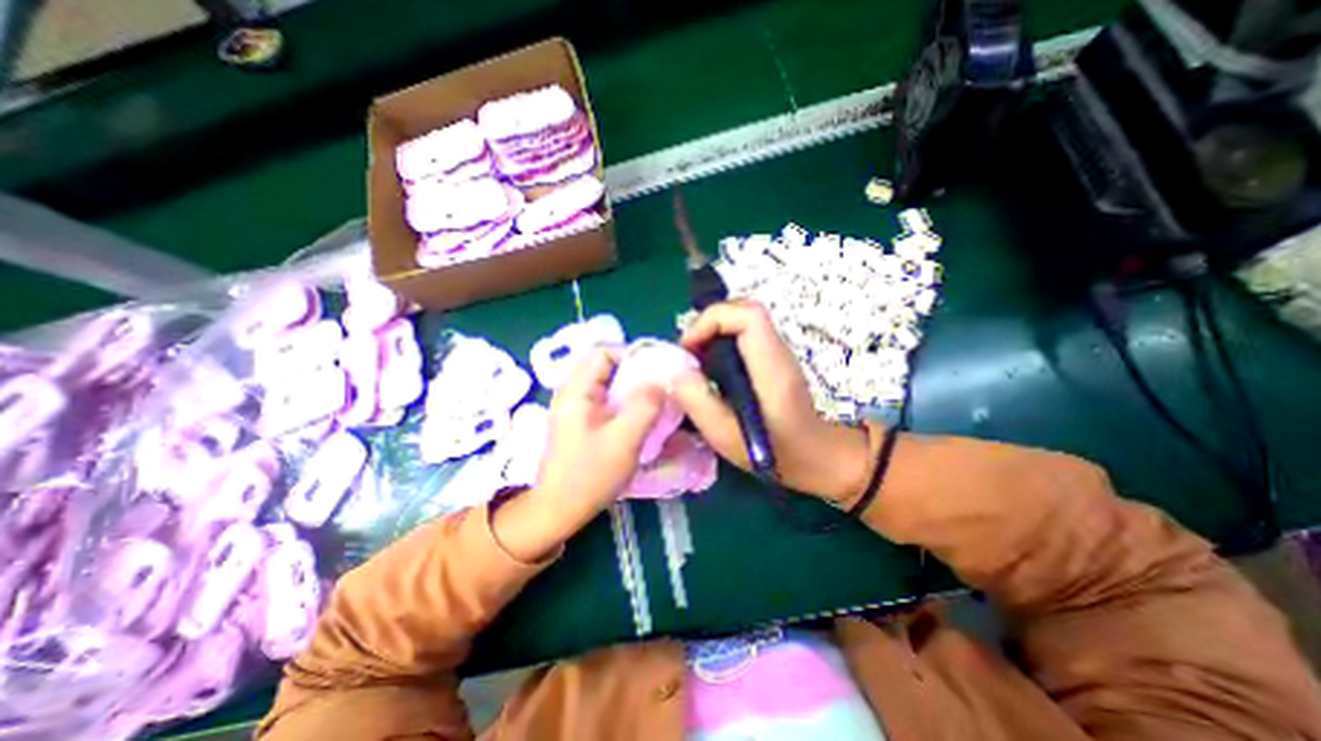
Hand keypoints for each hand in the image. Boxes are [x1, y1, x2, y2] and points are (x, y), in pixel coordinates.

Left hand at [489, 348, 665, 559]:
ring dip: (633, 388)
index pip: (603, 352)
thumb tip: (660, 382)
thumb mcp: (623, 440)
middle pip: (607, 366)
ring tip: (656, 400)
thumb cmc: (588, 476)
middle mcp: (574, 392)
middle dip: (636, 372)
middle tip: (661, 386)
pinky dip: (627, 401)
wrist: (559, 510)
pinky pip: (608, 400)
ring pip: (609, 383)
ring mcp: (578, 408)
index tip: (657, 369)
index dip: (631, 354)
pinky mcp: (584, 422)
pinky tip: (641, 416)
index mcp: (576, 390)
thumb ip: (644, 407)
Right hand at [675, 297, 873, 503]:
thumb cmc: (774, 453)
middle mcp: (778, 351)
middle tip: (688, 355)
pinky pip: (743, 335)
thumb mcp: (726, 436)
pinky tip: (712, 372)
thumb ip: (698, 401)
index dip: (712, 321)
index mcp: (772, 366)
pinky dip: (720, 343)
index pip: (747, 315)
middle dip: (707, 325)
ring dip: (712, 334)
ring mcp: (777, 352)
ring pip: (741, 321)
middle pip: (742, 310)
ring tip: (696, 364)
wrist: (816, 457)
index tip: (689, 348)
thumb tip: (676, 371)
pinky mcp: (772, 358)